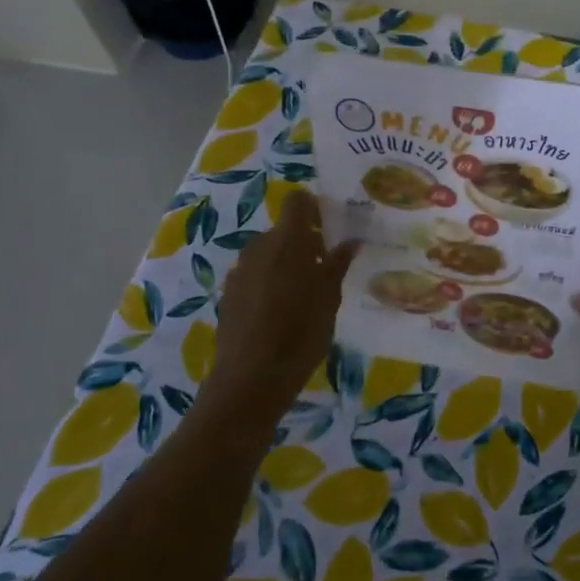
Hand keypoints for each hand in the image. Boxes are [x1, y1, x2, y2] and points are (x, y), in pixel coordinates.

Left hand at [204, 192, 359, 427]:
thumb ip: (337, 265)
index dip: (313, 208)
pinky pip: (254, 275)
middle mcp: (259, 247)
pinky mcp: (228, 293)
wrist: (251, 379)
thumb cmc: (300, 333)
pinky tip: (279, 313)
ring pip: (267, 253)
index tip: (329, 228)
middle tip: (323, 269)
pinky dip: (268, 282)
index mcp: (287, 241)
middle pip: (283, 230)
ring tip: (302, 295)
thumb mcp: (329, 299)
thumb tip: (350, 241)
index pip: (297, 201)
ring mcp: (240, 270)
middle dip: (303, 242)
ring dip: (285, 263)